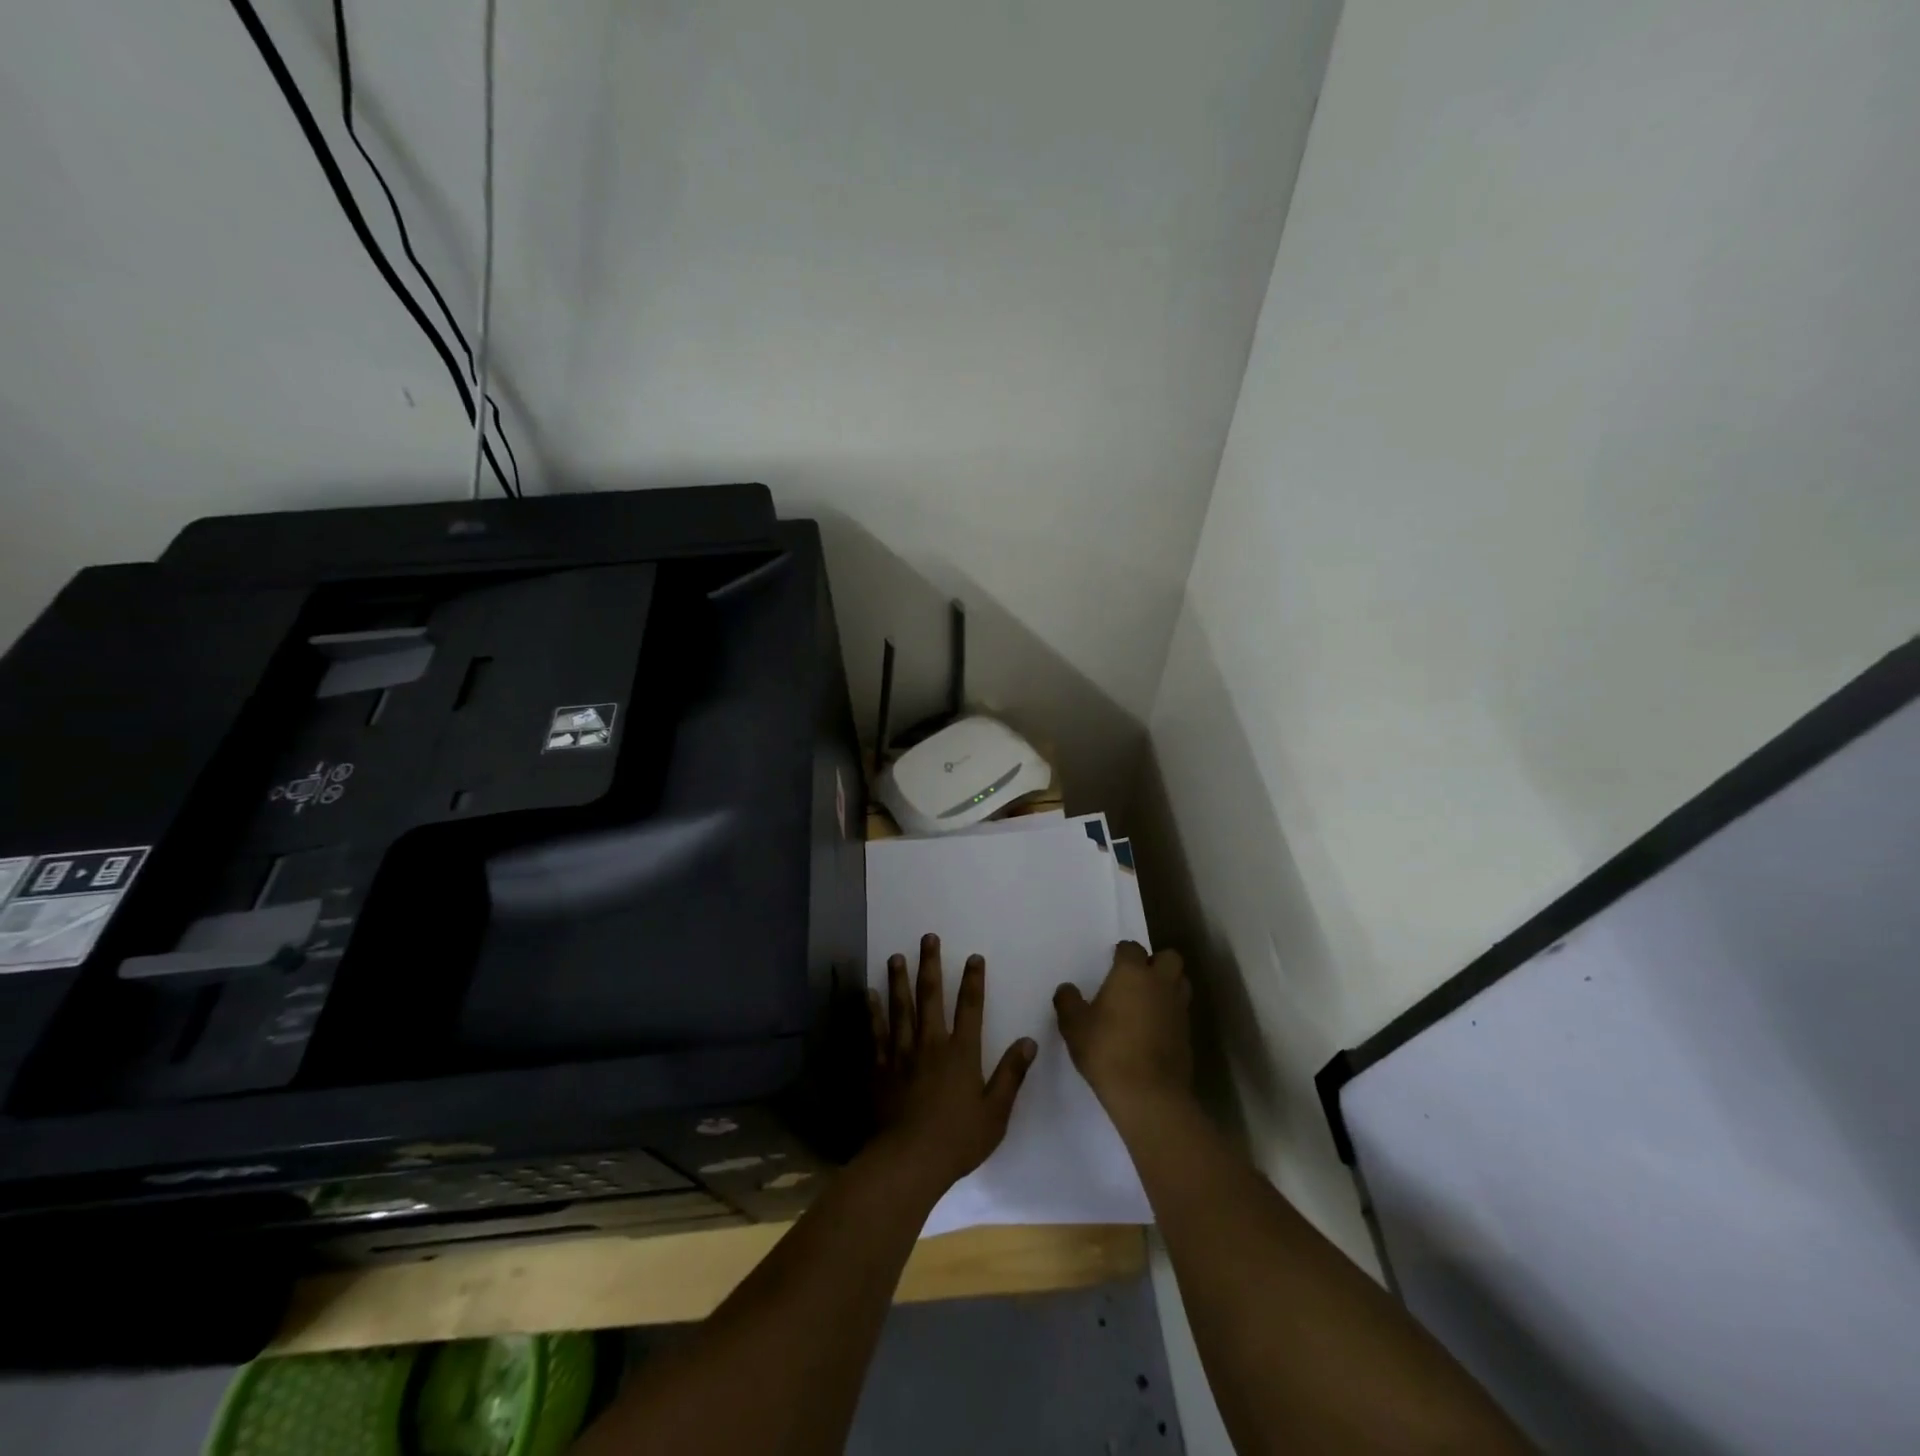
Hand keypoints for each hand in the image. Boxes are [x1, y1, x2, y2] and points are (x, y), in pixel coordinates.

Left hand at [868, 934, 1035, 1194]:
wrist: (909, 1161)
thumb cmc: (957, 1140)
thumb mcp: (996, 1112)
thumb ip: (1011, 1074)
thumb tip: (1028, 1041)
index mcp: (961, 1052)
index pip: (970, 1007)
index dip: (973, 980)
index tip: (973, 957)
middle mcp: (931, 1043)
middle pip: (931, 996)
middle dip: (931, 964)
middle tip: (928, 937)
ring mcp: (902, 1054)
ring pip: (900, 1007)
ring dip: (899, 980)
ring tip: (896, 956)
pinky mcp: (880, 1068)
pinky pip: (876, 1033)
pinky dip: (873, 1012)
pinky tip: (869, 994)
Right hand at [1054, 941, 1191, 1113]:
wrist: (1149, 1095)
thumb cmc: (1107, 1051)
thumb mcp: (1074, 1026)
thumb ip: (1068, 1002)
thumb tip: (1067, 989)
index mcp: (1132, 973)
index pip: (1132, 948)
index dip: (1122, 953)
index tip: (1112, 962)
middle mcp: (1160, 984)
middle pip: (1169, 957)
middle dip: (1156, 962)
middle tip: (1137, 978)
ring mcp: (1178, 1009)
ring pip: (1181, 982)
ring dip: (1168, 985)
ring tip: (1148, 1000)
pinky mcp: (1187, 1034)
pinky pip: (1181, 1011)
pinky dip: (1170, 1013)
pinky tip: (1154, 1028)